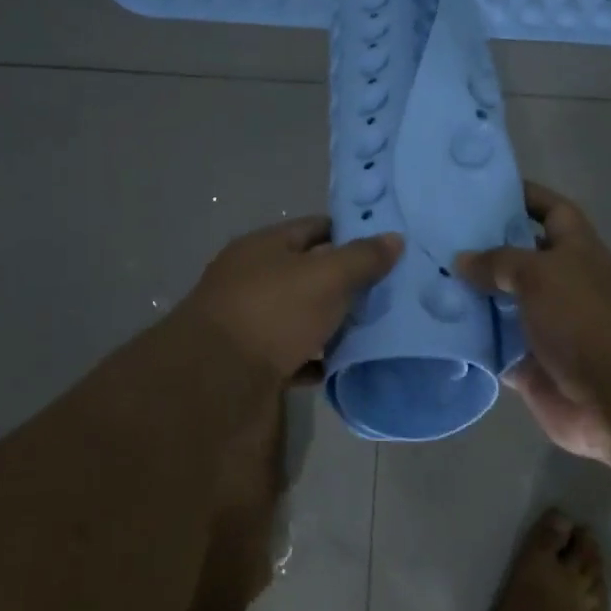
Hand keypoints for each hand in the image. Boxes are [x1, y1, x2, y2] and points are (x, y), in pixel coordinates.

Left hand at [180, 215, 402, 383]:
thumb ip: (362, 258)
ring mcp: (249, 323)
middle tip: (388, 292)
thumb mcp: (326, 277)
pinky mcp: (251, 362)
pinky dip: (315, 359)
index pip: (314, 228)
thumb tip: (395, 238)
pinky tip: (341, 366)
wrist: (216, 382)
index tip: (385, 248)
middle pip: (307, 273)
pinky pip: (292, 355)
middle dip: (345, 282)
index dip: (350, 234)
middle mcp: (252, 280)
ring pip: (300, 316)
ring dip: (331, 323)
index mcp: (264, 247)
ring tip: (373, 330)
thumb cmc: (273, 313)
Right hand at [454, 182, 610, 472]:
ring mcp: (545, 327)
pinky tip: (433, 329)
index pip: (551, 210)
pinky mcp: (529, 366)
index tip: (480, 190)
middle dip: (482, 249)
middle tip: (432, 238)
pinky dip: (469, 342)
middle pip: (518, 259)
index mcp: (576, 251)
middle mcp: (561, 284)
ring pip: (500, 305)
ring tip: (421, 280)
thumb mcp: (542, 275)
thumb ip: (499, 262)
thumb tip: (462, 259)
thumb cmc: (587, 320)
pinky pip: (492, 348)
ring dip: (469, 297)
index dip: (523, 196)